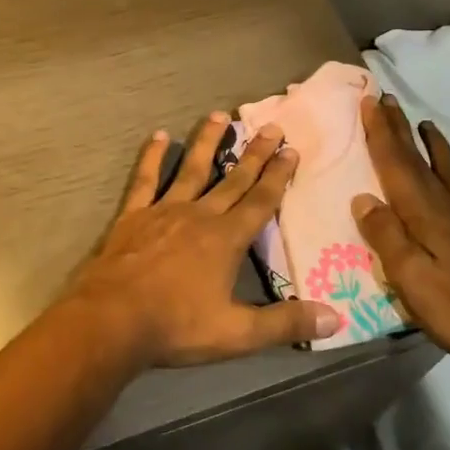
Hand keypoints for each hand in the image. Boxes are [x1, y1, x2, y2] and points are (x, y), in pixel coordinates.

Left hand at [69, 112, 341, 365]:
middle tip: (271, 126)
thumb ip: (285, 323)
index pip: (260, 201)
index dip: (278, 175)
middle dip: (254, 153)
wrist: (113, 318)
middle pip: (233, 179)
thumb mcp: (237, 334)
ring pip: (192, 169)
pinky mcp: (134, 215)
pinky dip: (153, 157)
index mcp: (226, 239)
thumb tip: (337, 318)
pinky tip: (160, 136)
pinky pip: (145, 179)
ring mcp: (164, 210)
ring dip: (208, 142)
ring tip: (220, 115)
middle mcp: (200, 215)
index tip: (291, 150)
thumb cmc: (176, 326)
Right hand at [351, 94, 449, 366]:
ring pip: (447, 167)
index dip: (380, 132)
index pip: (396, 162)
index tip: (370, 100)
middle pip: (418, 158)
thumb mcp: (410, 277)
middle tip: (388, 99)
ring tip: (426, 125)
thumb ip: (386, 236)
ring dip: (431, 143)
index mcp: (423, 211)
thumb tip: (363, 198)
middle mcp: (446, 202)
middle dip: (400, 128)